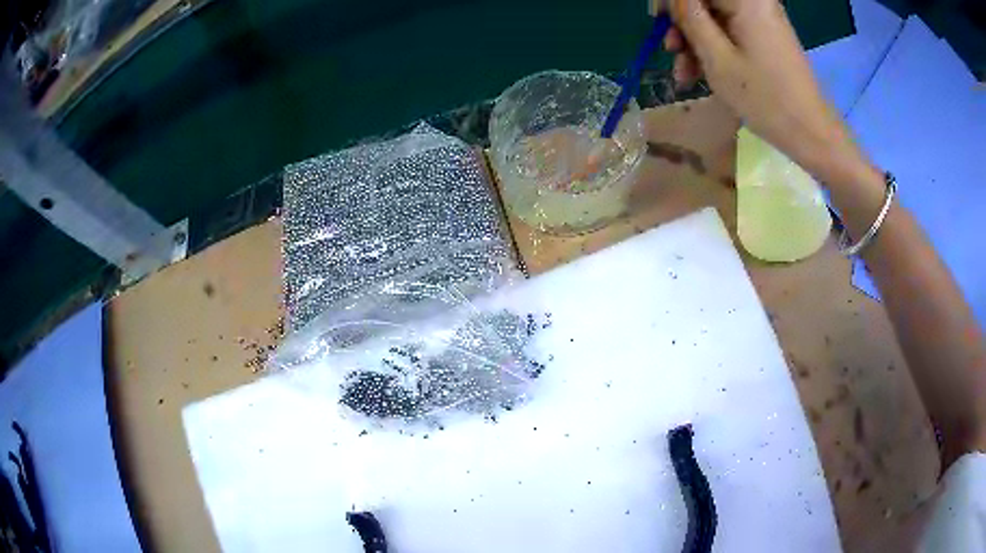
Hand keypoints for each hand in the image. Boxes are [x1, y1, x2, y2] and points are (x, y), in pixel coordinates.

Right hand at [662, 0, 863, 182]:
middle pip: (704, 0)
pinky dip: (713, 48)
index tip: (656, 21)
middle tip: (669, 50)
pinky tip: (701, 74)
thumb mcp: (717, 58)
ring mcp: (760, 19)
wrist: (811, 133)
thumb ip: (688, 18)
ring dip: (694, 41)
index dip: (671, 0)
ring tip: (684, 74)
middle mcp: (754, 1)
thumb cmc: (765, 99)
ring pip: (713, 17)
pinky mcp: (765, 36)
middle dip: (682, 22)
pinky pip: (729, 32)